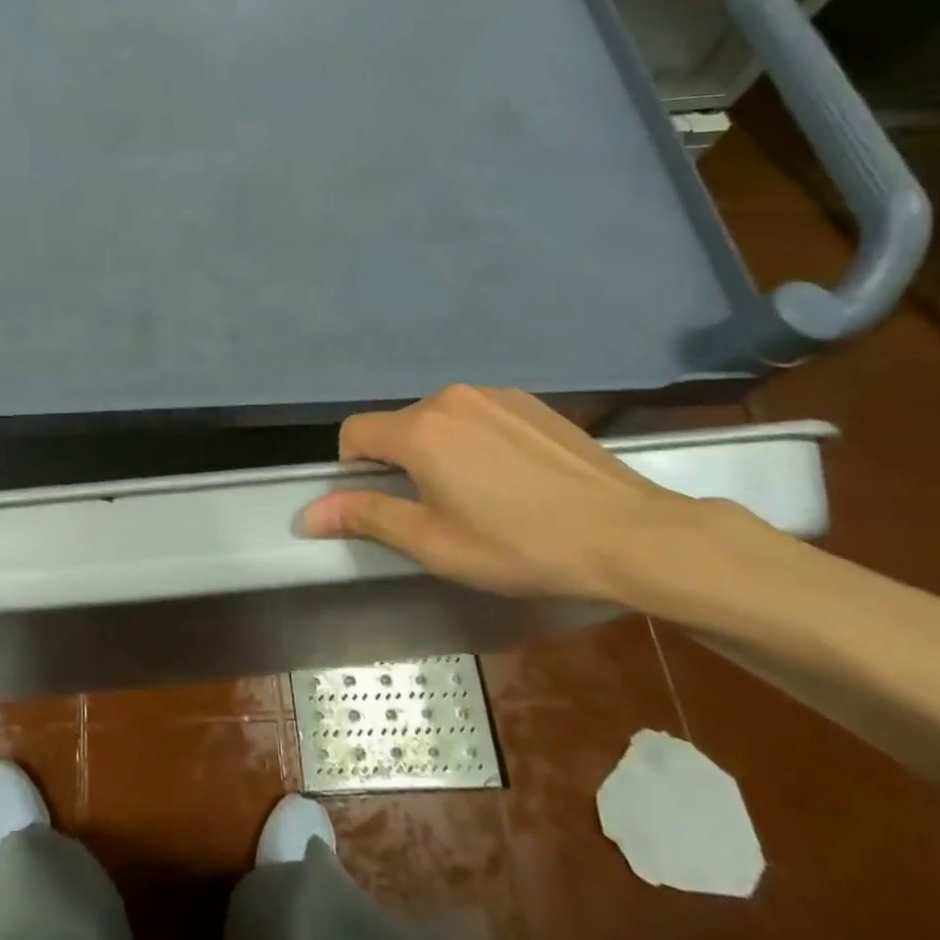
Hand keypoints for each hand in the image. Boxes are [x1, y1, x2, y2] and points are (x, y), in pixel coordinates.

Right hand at [302, 385, 728, 602]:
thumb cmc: (521, 545)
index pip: (354, 433)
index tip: (388, 504)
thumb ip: (368, 517)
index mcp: (419, 429)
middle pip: (398, 425)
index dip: (355, 470)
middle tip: (440, 510)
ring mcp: (493, 394)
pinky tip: (516, 478)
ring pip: (439, 420)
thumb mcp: (436, 544)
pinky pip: (478, 415)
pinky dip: (477, 440)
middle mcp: (449, 397)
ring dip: (440, 450)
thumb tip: (308, 514)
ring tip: (483, 495)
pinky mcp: (528, 401)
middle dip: (402, 463)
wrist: (630, 534)